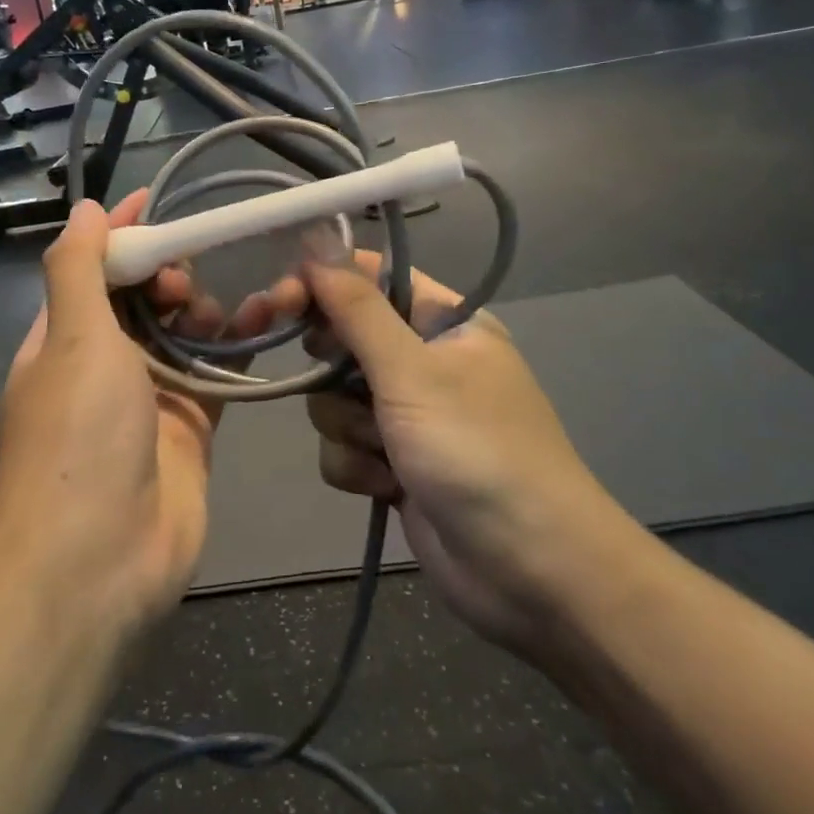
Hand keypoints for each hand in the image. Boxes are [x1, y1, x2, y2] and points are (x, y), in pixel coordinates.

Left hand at [0, 193, 288, 636]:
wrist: (98, 562)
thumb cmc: (77, 437)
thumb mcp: (72, 340)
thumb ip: (78, 270)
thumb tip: (84, 210)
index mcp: (63, 339)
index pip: (92, 268)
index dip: (120, 232)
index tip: (156, 200)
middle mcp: (103, 363)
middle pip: (142, 297)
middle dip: (166, 274)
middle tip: (185, 279)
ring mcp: (149, 396)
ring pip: (183, 331)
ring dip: (204, 308)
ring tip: (216, 311)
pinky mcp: (192, 425)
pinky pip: (217, 371)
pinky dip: (237, 345)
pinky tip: (264, 320)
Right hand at [302, 255, 638, 658]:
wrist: (531, 573)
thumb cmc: (476, 451)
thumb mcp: (412, 371)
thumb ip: (356, 309)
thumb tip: (315, 240)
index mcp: (444, 322)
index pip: (371, 278)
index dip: (324, 283)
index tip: (281, 301)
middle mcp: (425, 361)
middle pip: (345, 338)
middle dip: (334, 370)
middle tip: (332, 380)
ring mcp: (409, 415)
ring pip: (335, 397)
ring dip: (349, 427)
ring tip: (385, 452)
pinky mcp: (395, 464)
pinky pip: (344, 445)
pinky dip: (357, 466)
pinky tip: (387, 488)